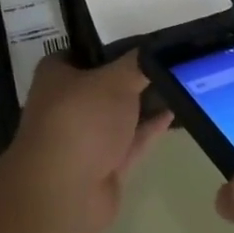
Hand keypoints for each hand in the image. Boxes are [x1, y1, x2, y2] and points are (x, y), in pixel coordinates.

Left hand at [6, 53, 170, 232]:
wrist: (67, 192)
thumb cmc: (82, 119)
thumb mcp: (115, 80)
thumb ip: (138, 64)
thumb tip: (155, 49)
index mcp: (56, 76)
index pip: (81, 51)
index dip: (109, 45)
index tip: (142, 40)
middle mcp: (66, 104)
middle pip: (103, 84)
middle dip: (131, 76)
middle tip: (167, 60)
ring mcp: (84, 138)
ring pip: (118, 115)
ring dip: (144, 103)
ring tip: (177, 84)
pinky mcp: (103, 166)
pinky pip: (130, 141)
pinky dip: (149, 128)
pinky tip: (173, 112)